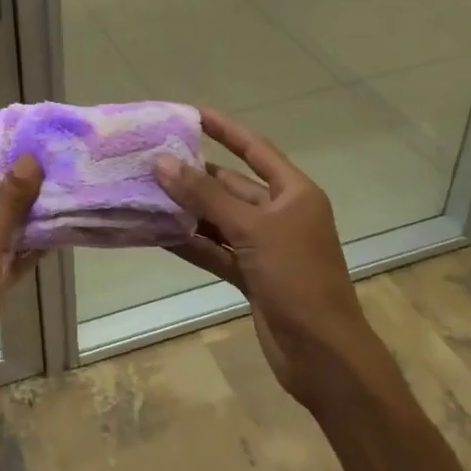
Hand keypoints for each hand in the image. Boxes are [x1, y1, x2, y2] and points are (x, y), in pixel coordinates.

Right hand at [152, 108, 372, 407]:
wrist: (323, 356)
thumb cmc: (297, 279)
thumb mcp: (251, 229)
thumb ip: (205, 196)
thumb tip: (162, 163)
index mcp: (294, 194)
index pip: (255, 150)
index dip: (225, 130)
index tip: (192, 114)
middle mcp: (281, 215)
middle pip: (232, 186)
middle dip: (195, 175)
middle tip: (153, 160)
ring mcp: (266, 248)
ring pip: (220, 219)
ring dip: (188, 210)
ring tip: (147, 193)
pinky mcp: (252, 276)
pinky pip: (216, 250)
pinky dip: (191, 242)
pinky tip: (159, 234)